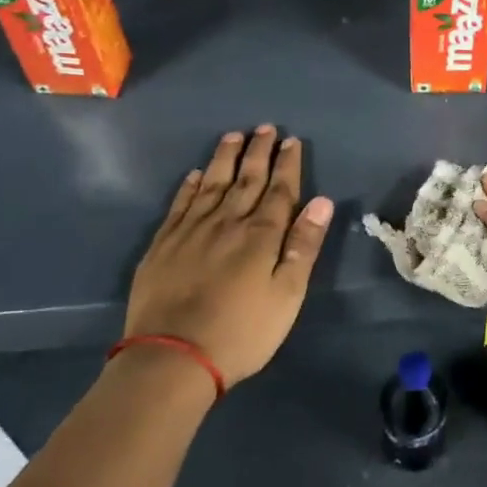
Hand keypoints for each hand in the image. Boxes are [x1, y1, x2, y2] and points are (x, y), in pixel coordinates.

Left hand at [125, 127, 333, 386]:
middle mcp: (227, 222)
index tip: (292, 141)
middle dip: (258, 152)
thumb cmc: (242, 331)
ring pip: (211, 184)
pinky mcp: (163, 246)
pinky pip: (179, 205)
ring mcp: (191, 231)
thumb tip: (323, 201)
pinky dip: (189, 187)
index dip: (287, 164)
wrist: (171, 359)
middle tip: (265, 127)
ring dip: (224, 159)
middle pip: (246, 180)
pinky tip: (194, 175)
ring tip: (232, 137)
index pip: (279, 190)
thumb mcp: (287, 294)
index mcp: (261, 235)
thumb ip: (304, 245)